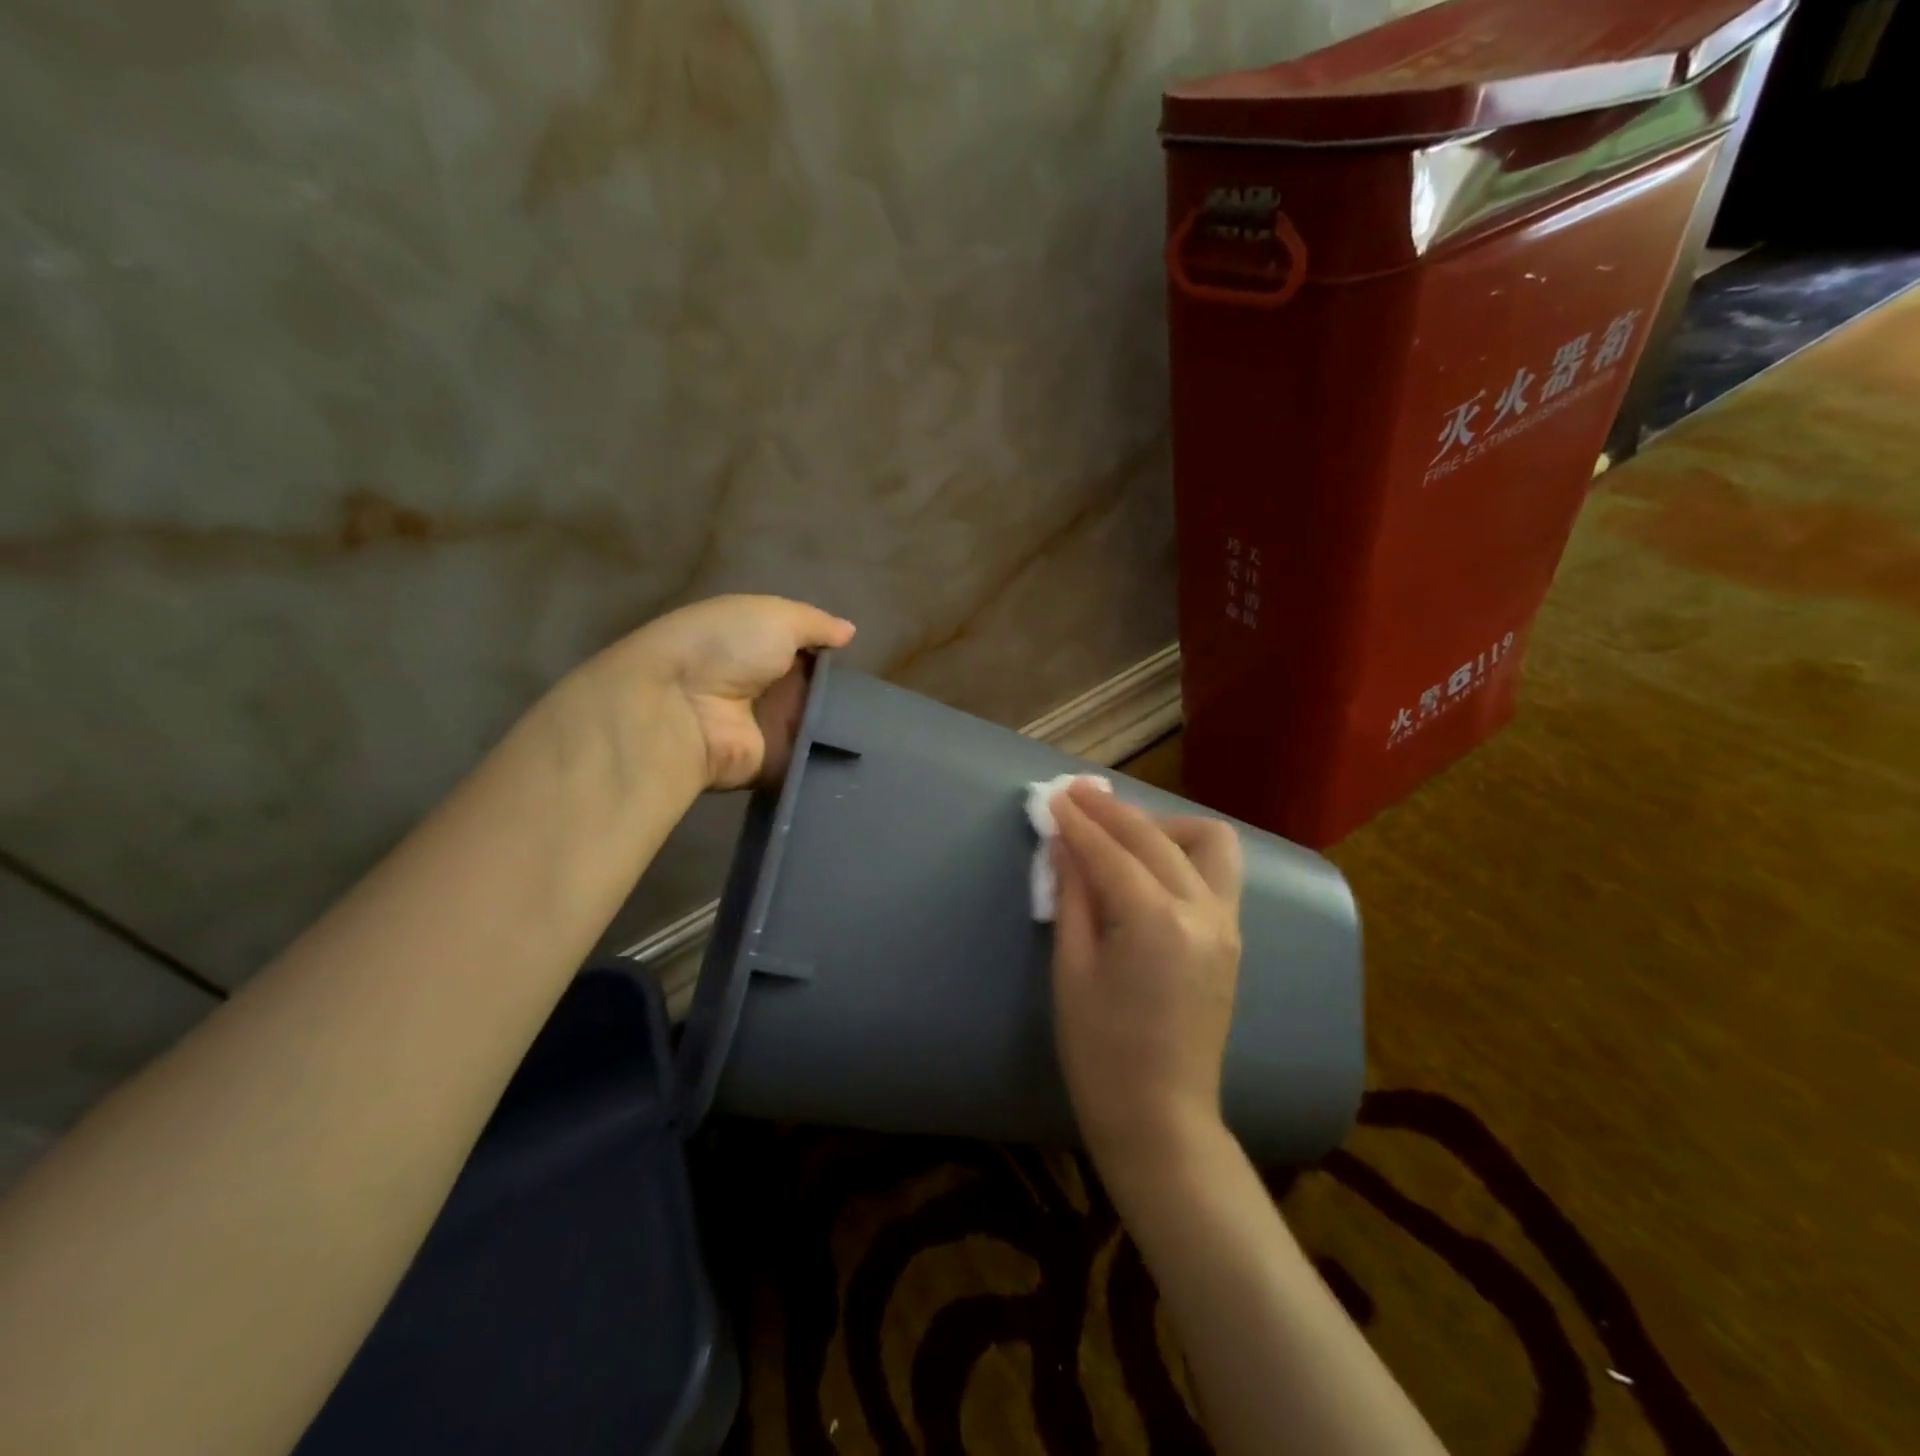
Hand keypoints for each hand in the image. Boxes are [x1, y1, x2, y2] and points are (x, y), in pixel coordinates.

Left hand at [614, 594, 855, 790]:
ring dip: (843, 727)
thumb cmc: (726, 648)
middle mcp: (760, 686)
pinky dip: (833, 760)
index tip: (857, 660)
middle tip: (879, 698)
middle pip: (813, 690)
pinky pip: (809, 761)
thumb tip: (849, 631)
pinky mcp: (771, 765)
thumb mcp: (775, 616)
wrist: (680, 709)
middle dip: (843, 693)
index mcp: (755, 645)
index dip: (828, 652)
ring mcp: (765, 728)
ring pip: (817, 726)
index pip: (801, 648)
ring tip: (881, 729)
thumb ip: (815, 623)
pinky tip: (866, 757)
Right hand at [1050, 782, 1243, 1187]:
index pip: (1111, 853)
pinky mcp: (1232, 937)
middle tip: (1076, 796)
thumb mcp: (1072, 970)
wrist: (1161, 1117)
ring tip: (1122, 834)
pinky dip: (1183, 852)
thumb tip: (1064, 844)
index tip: (1054, 797)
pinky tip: (1149, 865)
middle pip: (1155, 838)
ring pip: (1208, 842)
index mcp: (1156, 922)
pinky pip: (1216, 872)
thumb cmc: (1101, 1052)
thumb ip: (1073, 896)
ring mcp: (1226, 923)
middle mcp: (1202, 911)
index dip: (1078, 822)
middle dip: (1112, 811)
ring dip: (1162, 826)